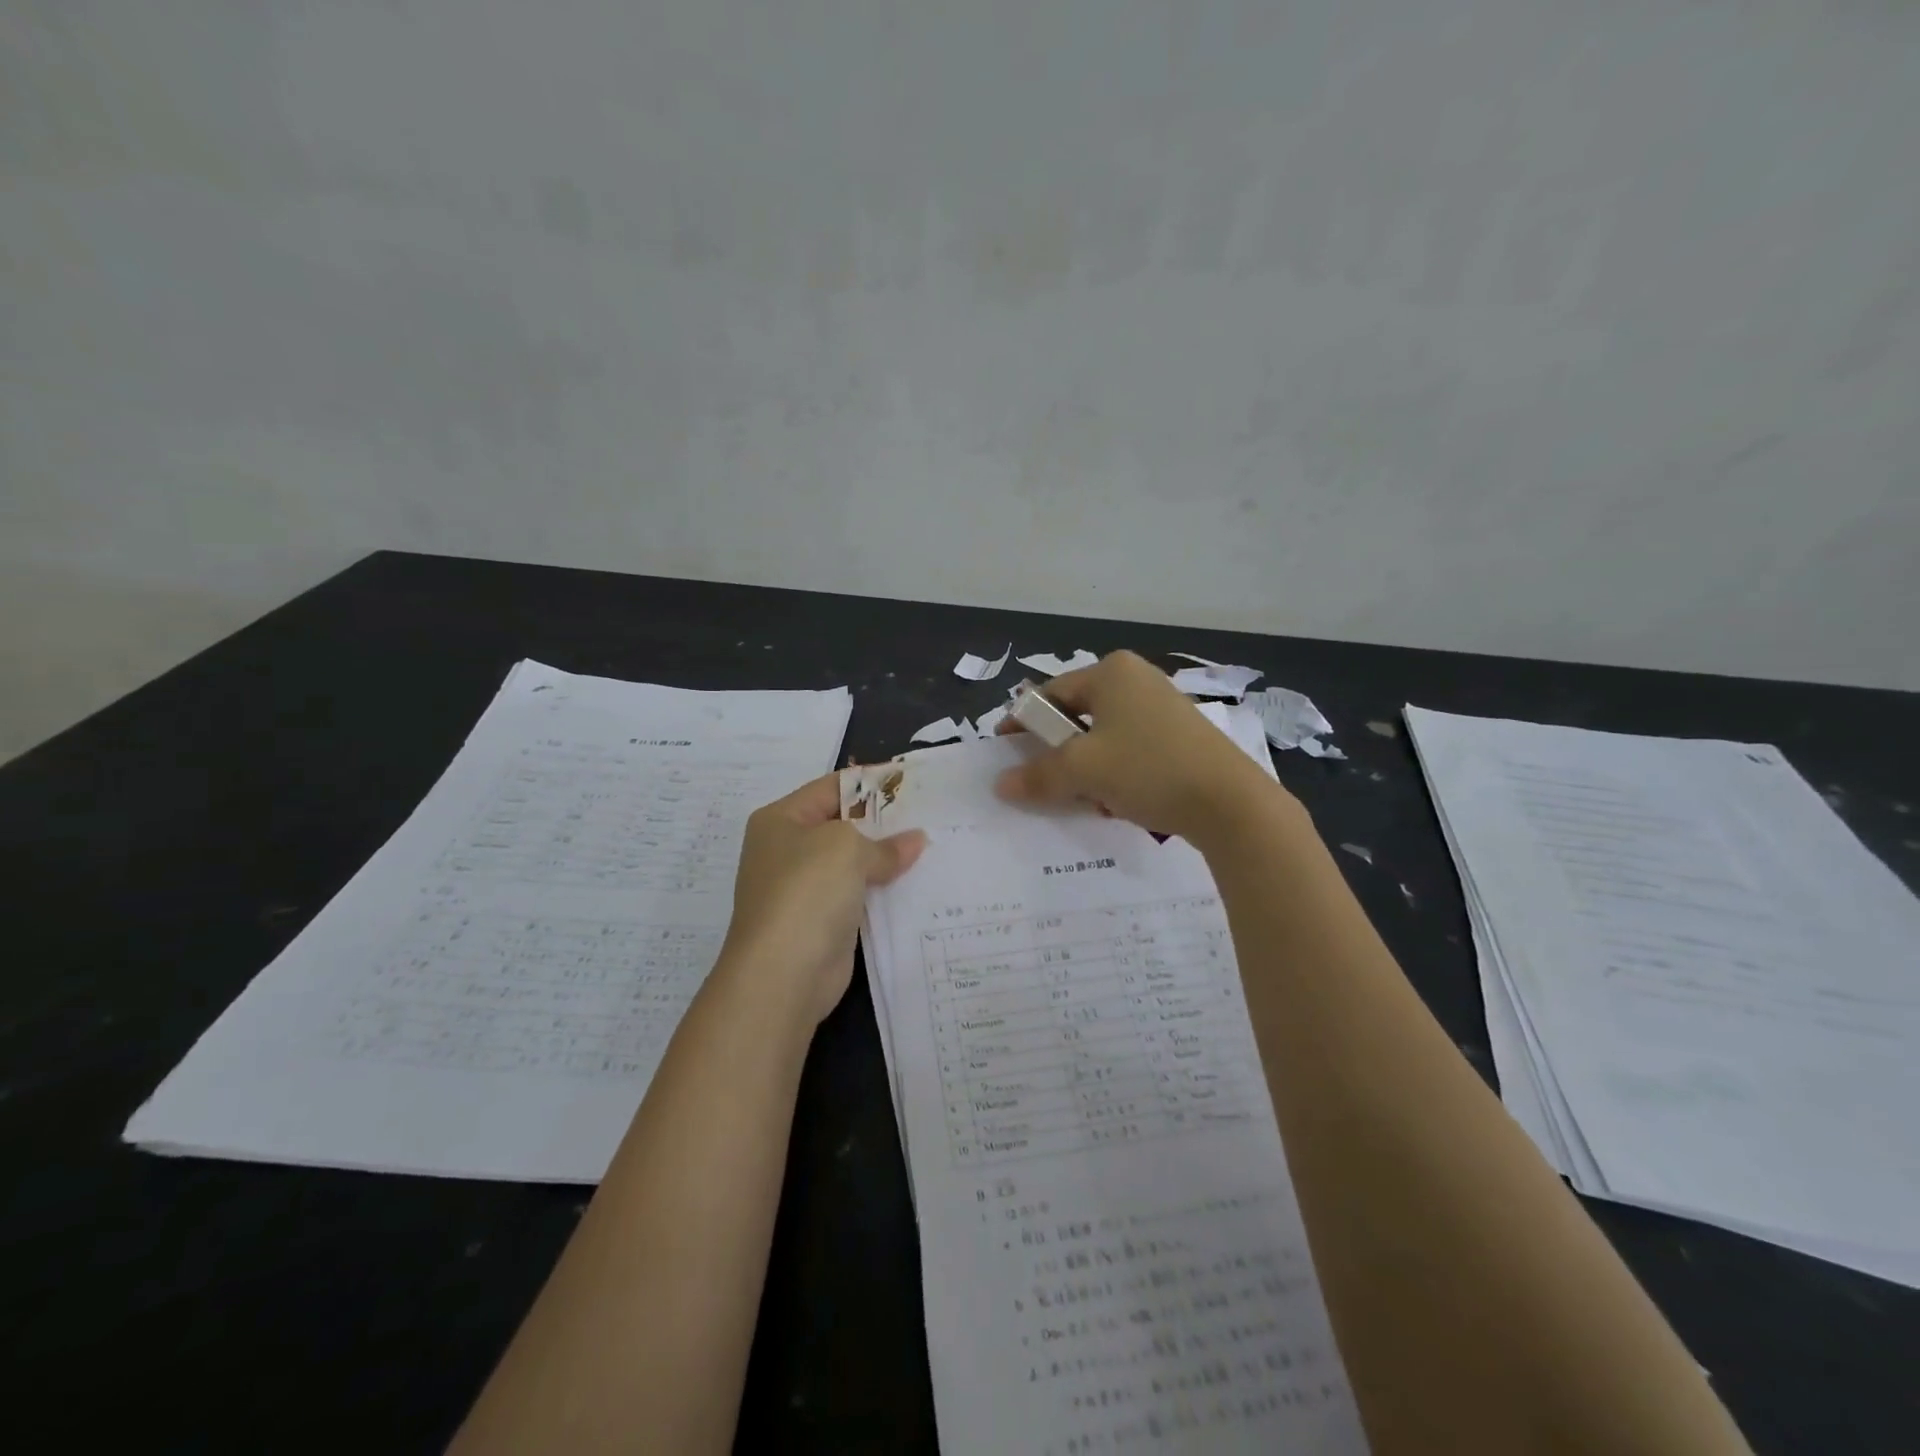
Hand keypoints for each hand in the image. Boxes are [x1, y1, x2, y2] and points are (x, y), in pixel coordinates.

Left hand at [718, 773, 926, 1023]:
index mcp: (781, 820)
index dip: (871, 782)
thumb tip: (916, 841)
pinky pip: (858, 895)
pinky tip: (917, 883)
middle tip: (929, 813)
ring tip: (932, 845)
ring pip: (853, 862)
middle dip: (883, 821)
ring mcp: (803, 888)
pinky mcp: (822, 921)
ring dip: (886, 857)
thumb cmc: (807, 891)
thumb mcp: (847, 849)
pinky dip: (884, 889)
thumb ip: (884, 843)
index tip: (911, 780)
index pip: (832, 787)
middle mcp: (787, 850)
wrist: (782, 974)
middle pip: (843, 824)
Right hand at [994, 650, 1288, 840]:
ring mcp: (1163, 707)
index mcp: (1112, 672)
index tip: (1004, 750)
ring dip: (1085, 765)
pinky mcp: (1181, 735)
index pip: (1050, 694)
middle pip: (1077, 714)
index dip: (1023, 722)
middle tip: (1040, 778)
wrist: (1230, 803)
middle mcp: (1137, 679)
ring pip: (1104, 735)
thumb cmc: (1148, 769)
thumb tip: (1001, 784)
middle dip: (1056, 749)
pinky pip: (1131, 748)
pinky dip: (1114, 771)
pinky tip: (1115, 800)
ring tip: (1079, 796)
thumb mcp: (1083, 771)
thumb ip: (1038, 774)